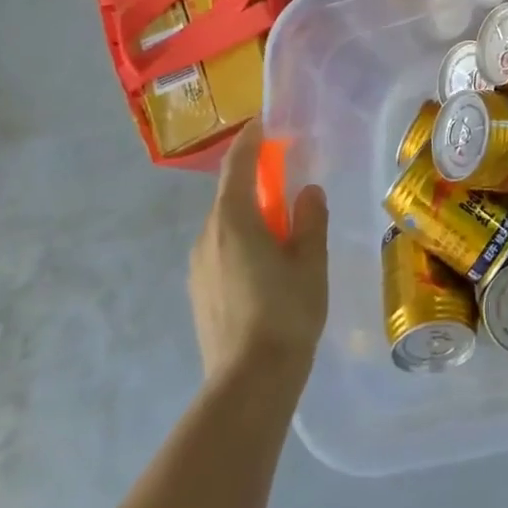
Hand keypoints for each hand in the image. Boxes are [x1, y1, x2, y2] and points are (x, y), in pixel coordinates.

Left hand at [189, 121, 327, 390]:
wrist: (248, 384)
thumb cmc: (286, 313)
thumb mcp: (310, 261)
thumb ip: (309, 219)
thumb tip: (307, 192)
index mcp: (234, 221)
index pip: (238, 166)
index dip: (251, 140)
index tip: (265, 123)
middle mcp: (207, 237)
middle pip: (230, 196)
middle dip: (256, 182)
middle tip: (287, 180)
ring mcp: (197, 268)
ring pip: (225, 226)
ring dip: (250, 216)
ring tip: (282, 230)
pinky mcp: (199, 293)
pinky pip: (221, 251)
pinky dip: (242, 242)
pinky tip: (266, 267)